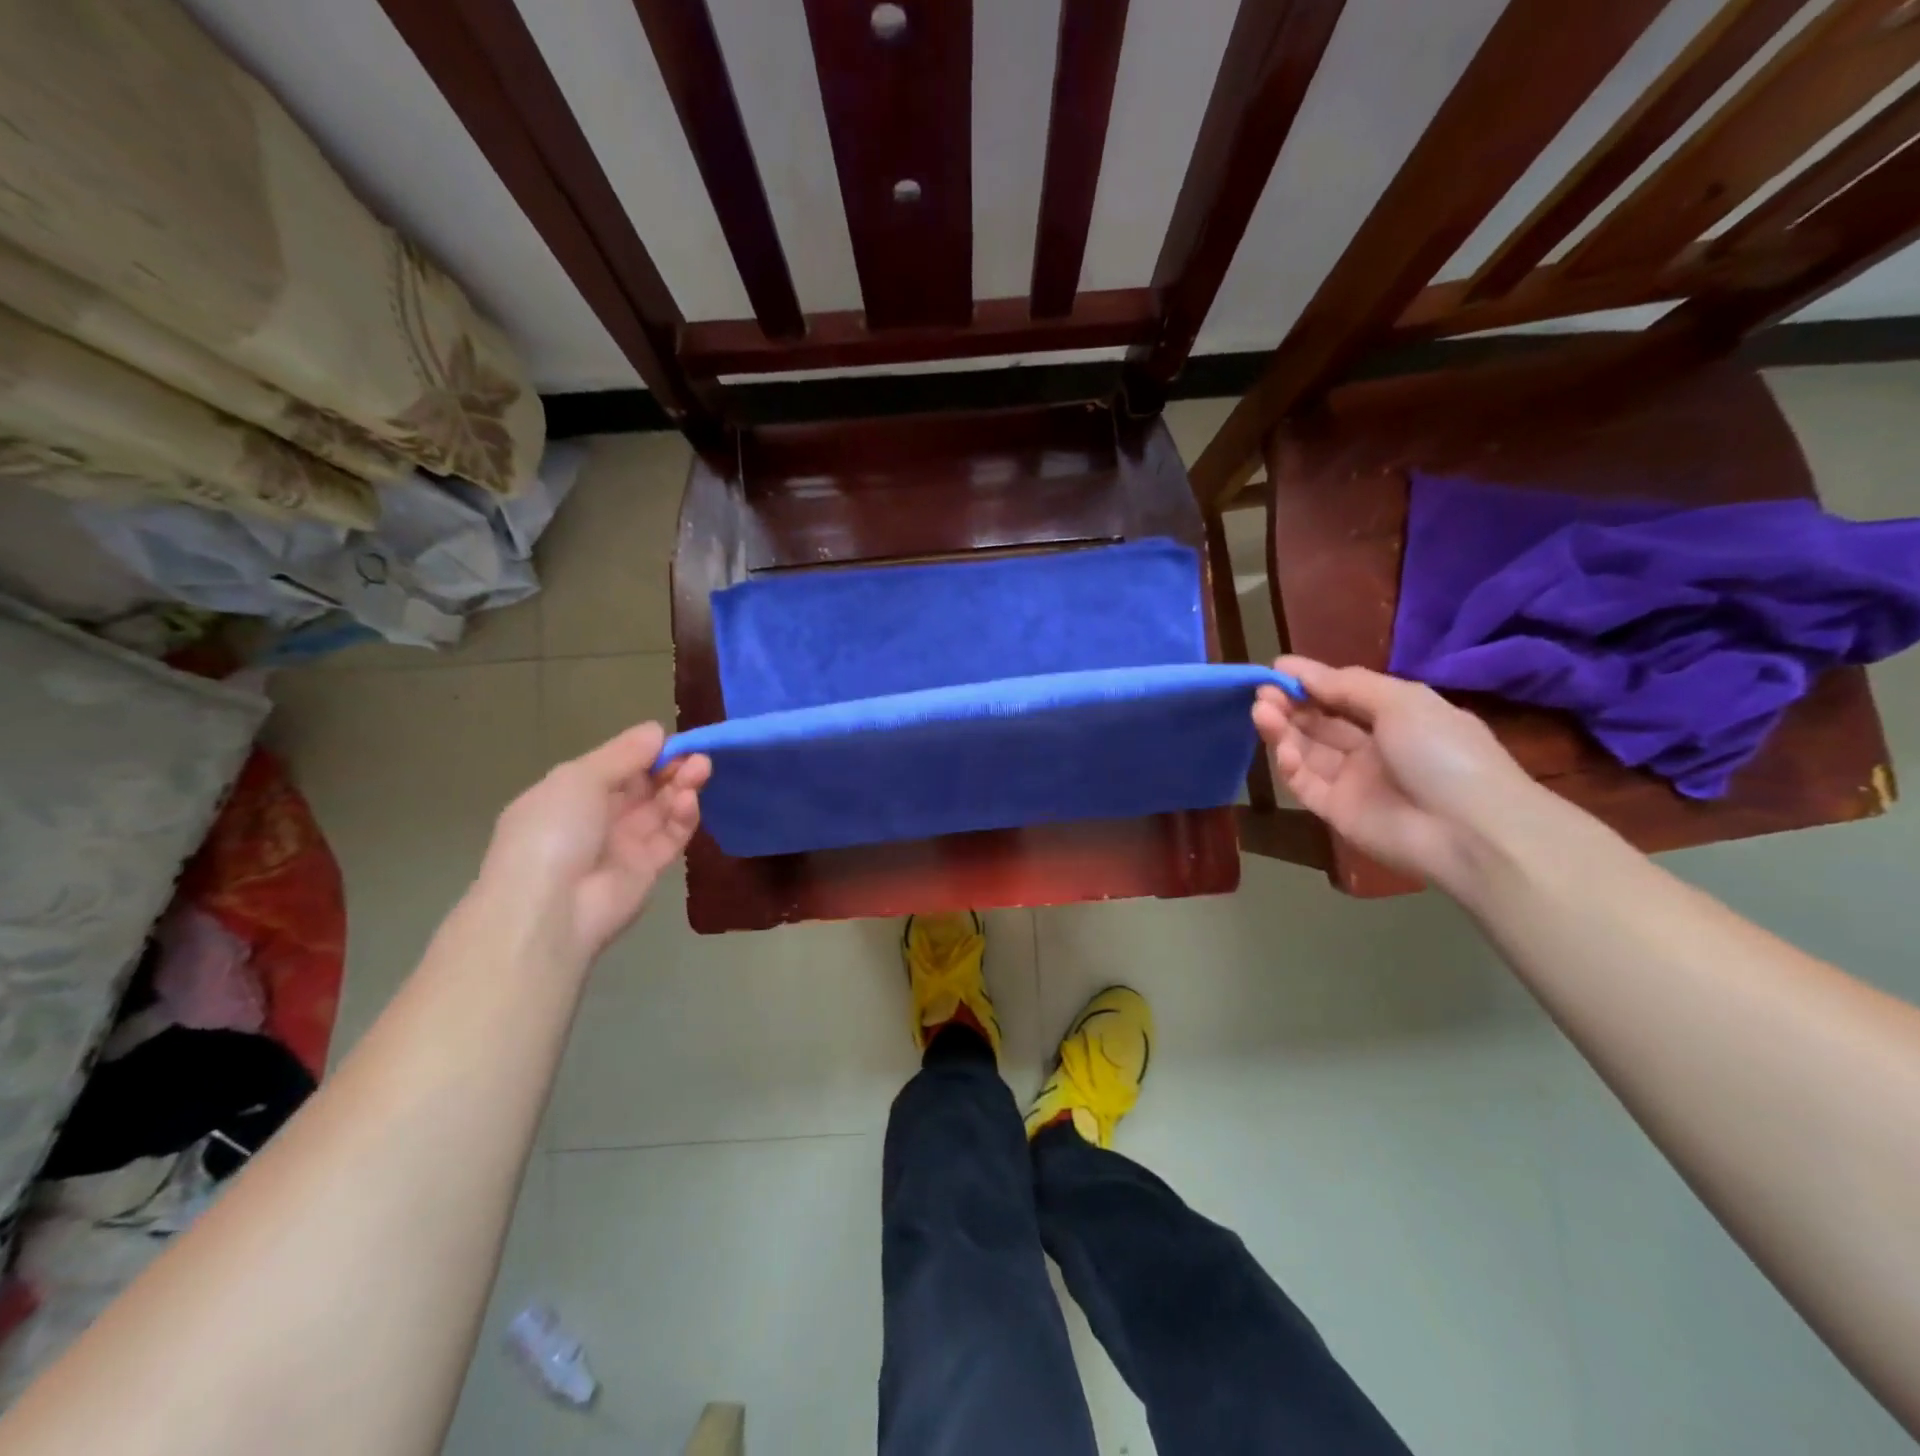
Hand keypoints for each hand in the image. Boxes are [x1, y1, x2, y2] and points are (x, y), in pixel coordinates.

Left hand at [475, 724, 709, 963]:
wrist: (550, 908)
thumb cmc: (553, 831)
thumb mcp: (579, 779)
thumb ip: (623, 754)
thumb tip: (655, 730)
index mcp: (571, 793)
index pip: (617, 766)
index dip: (645, 752)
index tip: (672, 740)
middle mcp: (598, 817)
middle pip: (644, 786)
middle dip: (670, 768)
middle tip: (697, 756)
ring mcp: (624, 844)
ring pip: (662, 808)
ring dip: (682, 787)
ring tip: (702, 770)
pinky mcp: (649, 868)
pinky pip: (671, 836)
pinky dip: (684, 816)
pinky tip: (690, 800)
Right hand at [1252, 657, 1539, 886]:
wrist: (1469, 830)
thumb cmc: (1443, 753)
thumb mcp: (1403, 702)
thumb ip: (1348, 686)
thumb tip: (1302, 673)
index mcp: (1398, 718)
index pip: (1345, 694)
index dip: (1312, 680)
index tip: (1277, 667)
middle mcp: (1373, 748)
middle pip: (1321, 722)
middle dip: (1291, 704)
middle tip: (1262, 691)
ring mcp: (1353, 781)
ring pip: (1307, 750)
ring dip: (1283, 729)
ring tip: (1260, 711)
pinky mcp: (1336, 811)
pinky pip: (1306, 784)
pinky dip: (1291, 765)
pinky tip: (1284, 750)